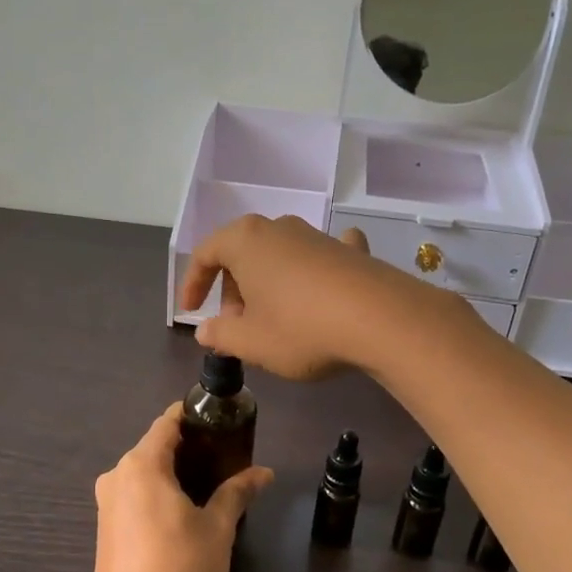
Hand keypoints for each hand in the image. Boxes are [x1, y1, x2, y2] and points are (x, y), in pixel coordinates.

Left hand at [89, 404, 272, 571]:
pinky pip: (133, 495)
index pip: (167, 422)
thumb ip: (237, 493)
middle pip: (155, 446)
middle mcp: (117, 475)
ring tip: (208, 486)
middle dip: (188, 447)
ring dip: (172, 472)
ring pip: (143, 472)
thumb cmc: (178, 568)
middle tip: (224, 458)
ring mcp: (106, 503)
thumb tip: (264, 472)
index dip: (193, 416)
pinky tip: (180, 513)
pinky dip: (157, 493)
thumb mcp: (216, 529)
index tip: (221, 421)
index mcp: (142, 464)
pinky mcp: (104, 528)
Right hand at [179, 213, 447, 379]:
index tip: (190, 312)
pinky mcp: (351, 251)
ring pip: (279, 256)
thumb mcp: (252, 343)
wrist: (381, 320)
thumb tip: (204, 330)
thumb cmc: (301, 329)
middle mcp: (279, 228)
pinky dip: (314, 270)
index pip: (206, 254)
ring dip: (268, 284)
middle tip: (236, 325)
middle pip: (242, 254)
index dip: (193, 284)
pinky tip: (324, 285)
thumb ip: (221, 336)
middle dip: (233, 289)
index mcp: (245, 242)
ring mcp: (318, 236)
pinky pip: (321, 255)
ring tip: (274, 319)